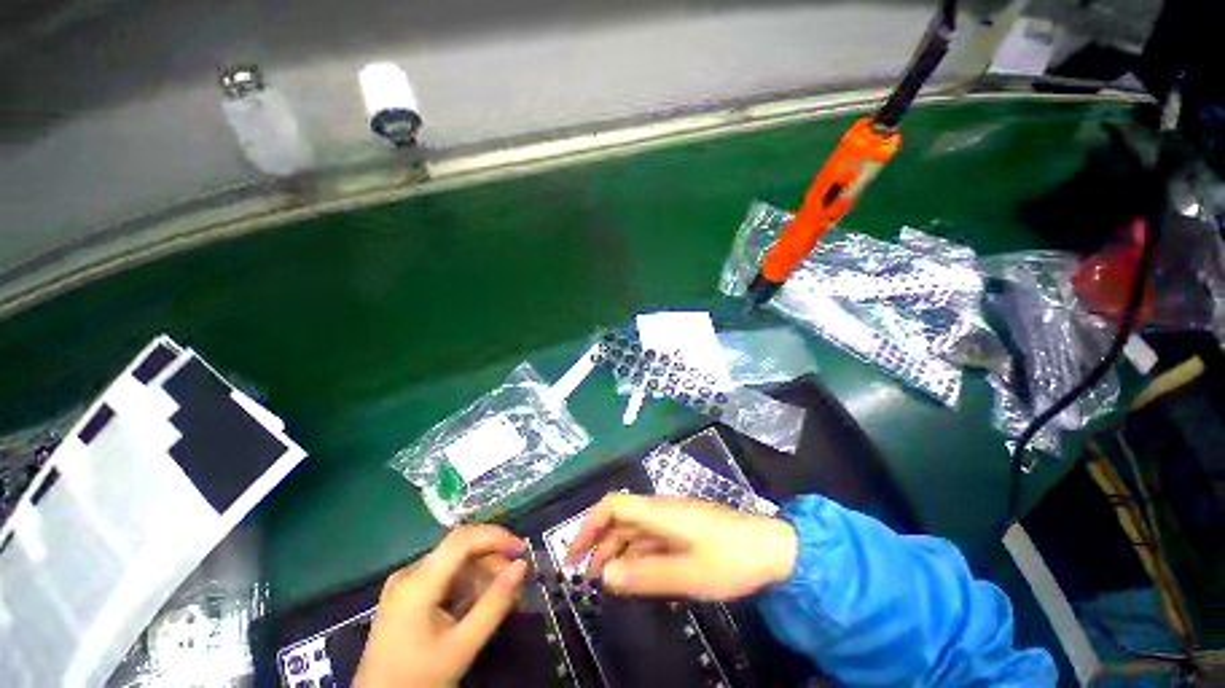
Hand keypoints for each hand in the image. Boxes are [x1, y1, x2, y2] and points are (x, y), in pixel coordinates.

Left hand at [354, 526, 527, 687]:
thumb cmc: (419, 679)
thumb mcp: (462, 646)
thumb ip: (494, 604)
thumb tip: (522, 565)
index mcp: (417, 583)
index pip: (462, 539)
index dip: (495, 536)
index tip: (522, 549)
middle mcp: (409, 573)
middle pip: (459, 547)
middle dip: (491, 556)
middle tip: (514, 576)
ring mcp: (405, 583)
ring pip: (453, 560)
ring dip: (481, 570)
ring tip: (501, 593)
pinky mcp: (406, 594)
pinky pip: (443, 575)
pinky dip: (466, 582)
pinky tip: (478, 601)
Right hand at [565, 494, 796, 600]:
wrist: (773, 549)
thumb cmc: (731, 559)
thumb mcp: (688, 575)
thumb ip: (644, 575)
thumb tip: (604, 576)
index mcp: (660, 512)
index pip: (613, 505)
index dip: (589, 524)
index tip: (574, 554)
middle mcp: (662, 510)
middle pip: (621, 517)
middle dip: (598, 541)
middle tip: (584, 575)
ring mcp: (674, 519)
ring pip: (635, 530)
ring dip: (616, 550)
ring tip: (603, 580)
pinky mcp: (684, 530)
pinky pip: (651, 539)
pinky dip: (636, 555)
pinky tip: (633, 575)